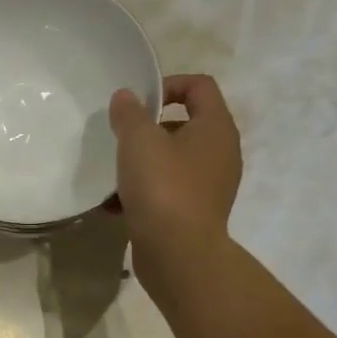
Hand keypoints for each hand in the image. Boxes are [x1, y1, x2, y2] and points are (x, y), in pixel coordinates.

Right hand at [109, 73, 242, 291]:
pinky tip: (116, 205)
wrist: (178, 253)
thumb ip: (130, 113)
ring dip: (144, 162)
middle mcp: (221, 152)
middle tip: (122, 139)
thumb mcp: (138, 141)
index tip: (138, 103)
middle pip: (185, 124)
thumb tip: (126, 96)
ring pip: (174, 160)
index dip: (168, 84)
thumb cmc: (163, 187)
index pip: (200, 86)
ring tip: (115, 174)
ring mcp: (211, 185)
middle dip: (150, 129)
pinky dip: (145, 192)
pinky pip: (169, 190)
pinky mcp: (196, 212)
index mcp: (216, 127)